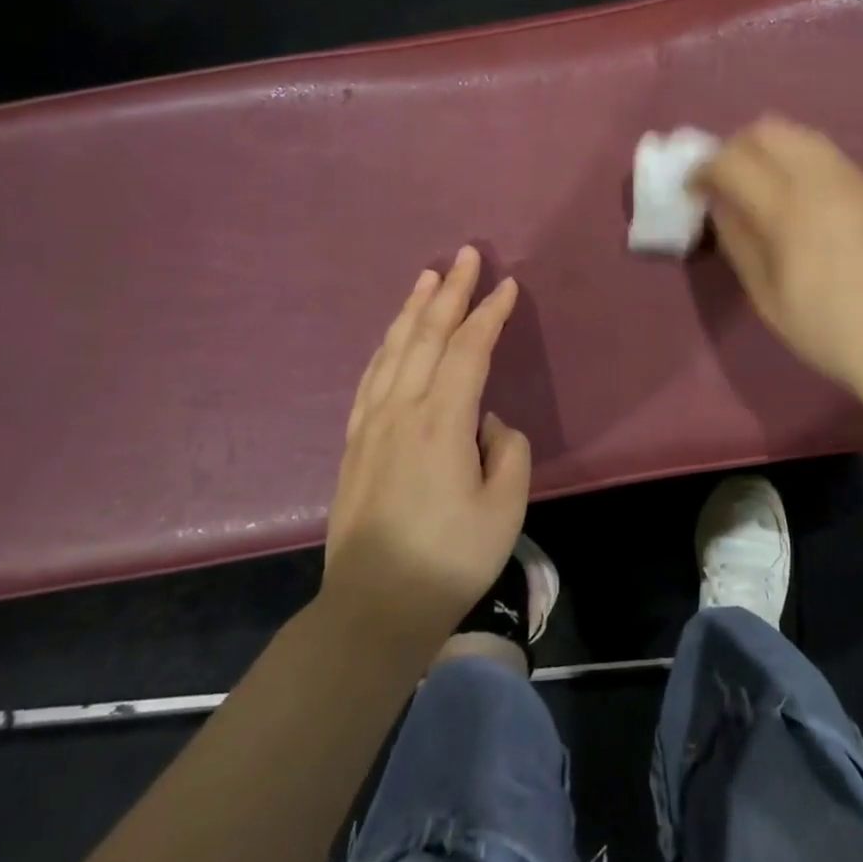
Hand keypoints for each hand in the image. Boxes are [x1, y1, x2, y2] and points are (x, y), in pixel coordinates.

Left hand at [322, 246, 531, 641]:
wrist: (375, 606)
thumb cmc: (451, 557)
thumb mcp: (505, 505)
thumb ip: (506, 450)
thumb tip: (486, 425)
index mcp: (442, 421)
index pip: (468, 349)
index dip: (489, 314)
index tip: (507, 285)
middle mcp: (402, 409)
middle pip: (426, 335)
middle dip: (450, 292)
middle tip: (466, 255)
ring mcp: (372, 424)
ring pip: (393, 349)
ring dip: (413, 309)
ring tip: (428, 277)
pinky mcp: (355, 442)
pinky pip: (371, 377)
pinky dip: (386, 346)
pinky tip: (393, 336)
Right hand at [697, 116, 862, 412]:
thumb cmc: (830, 330)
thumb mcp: (768, 297)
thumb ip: (738, 242)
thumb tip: (718, 205)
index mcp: (788, 208)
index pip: (731, 160)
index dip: (703, 169)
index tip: (693, 190)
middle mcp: (820, 178)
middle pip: (766, 129)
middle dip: (735, 147)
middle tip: (726, 182)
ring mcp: (853, 178)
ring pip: (800, 134)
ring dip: (769, 149)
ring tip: (761, 187)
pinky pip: (826, 153)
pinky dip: (799, 160)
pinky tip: (800, 199)